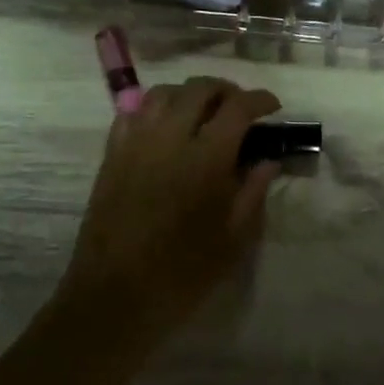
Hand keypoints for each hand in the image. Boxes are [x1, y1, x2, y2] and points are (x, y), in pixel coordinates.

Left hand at [57, 76, 281, 345]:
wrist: (115, 295)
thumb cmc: (183, 273)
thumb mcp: (233, 239)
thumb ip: (254, 192)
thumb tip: (268, 161)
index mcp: (206, 158)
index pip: (237, 108)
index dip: (259, 100)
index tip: (272, 107)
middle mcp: (169, 138)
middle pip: (199, 89)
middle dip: (225, 90)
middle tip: (239, 107)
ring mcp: (135, 143)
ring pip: (163, 93)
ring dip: (188, 94)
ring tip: (202, 112)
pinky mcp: (111, 155)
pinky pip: (131, 113)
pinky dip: (153, 109)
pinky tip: (164, 127)